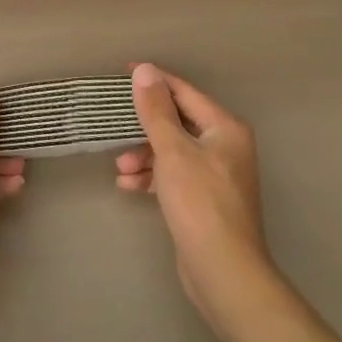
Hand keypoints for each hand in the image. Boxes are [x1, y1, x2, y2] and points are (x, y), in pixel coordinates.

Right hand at [117, 64, 278, 324]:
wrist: (223, 270)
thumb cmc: (199, 202)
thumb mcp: (172, 151)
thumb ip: (156, 110)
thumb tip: (145, 70)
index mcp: (225, 128)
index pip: (185, 92)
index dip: (155, 82)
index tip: (124, 73)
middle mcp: (225, 146)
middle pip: (178, 122)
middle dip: (145, 127)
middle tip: (115, 127)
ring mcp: (217, 175)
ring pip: (173, 151)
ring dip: (144, 155)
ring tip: (121, 168)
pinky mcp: (205, 200)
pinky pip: (174, 176)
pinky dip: (153, 177)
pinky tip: (129, 186)